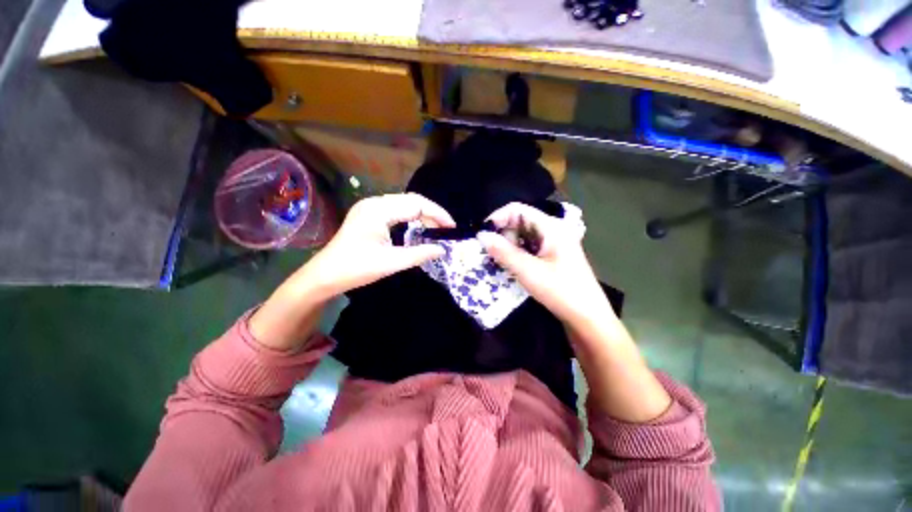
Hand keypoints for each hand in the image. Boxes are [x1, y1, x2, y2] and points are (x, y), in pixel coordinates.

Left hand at [297, 193, 455, 299]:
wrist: (325, 276)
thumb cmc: (356, 269)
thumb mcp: (392, 263)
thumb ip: (420, 254)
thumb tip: (442, 249)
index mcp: (378, 210)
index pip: (416, 204)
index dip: (437, 214)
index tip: (452, 227)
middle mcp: (374, 203)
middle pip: (411, 200)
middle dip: (431, 213)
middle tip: (446, 228)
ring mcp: (369, 207)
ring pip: (404, 204)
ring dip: (421, 214)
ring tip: (436, 228)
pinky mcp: (368, 215)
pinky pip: (395, 210)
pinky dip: (410, 217)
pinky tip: (417, 227)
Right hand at [480, 203, 671, 422]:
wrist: (593, 326)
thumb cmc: (568, 298)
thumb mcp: (533, 275)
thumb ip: (507, 255)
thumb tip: (482, 238)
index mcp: (553, 230)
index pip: (519, 209)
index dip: (498, 216)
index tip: (482, 233)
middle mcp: (553, 235)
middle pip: (518, 223)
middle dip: (499, 233)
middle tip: (484, 251)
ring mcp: (550, 250)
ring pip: (520, 238)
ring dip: (504, 247)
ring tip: (490, 261)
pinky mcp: (548, 264)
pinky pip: (524, 252)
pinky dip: (511, 257)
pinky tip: (502, 268)